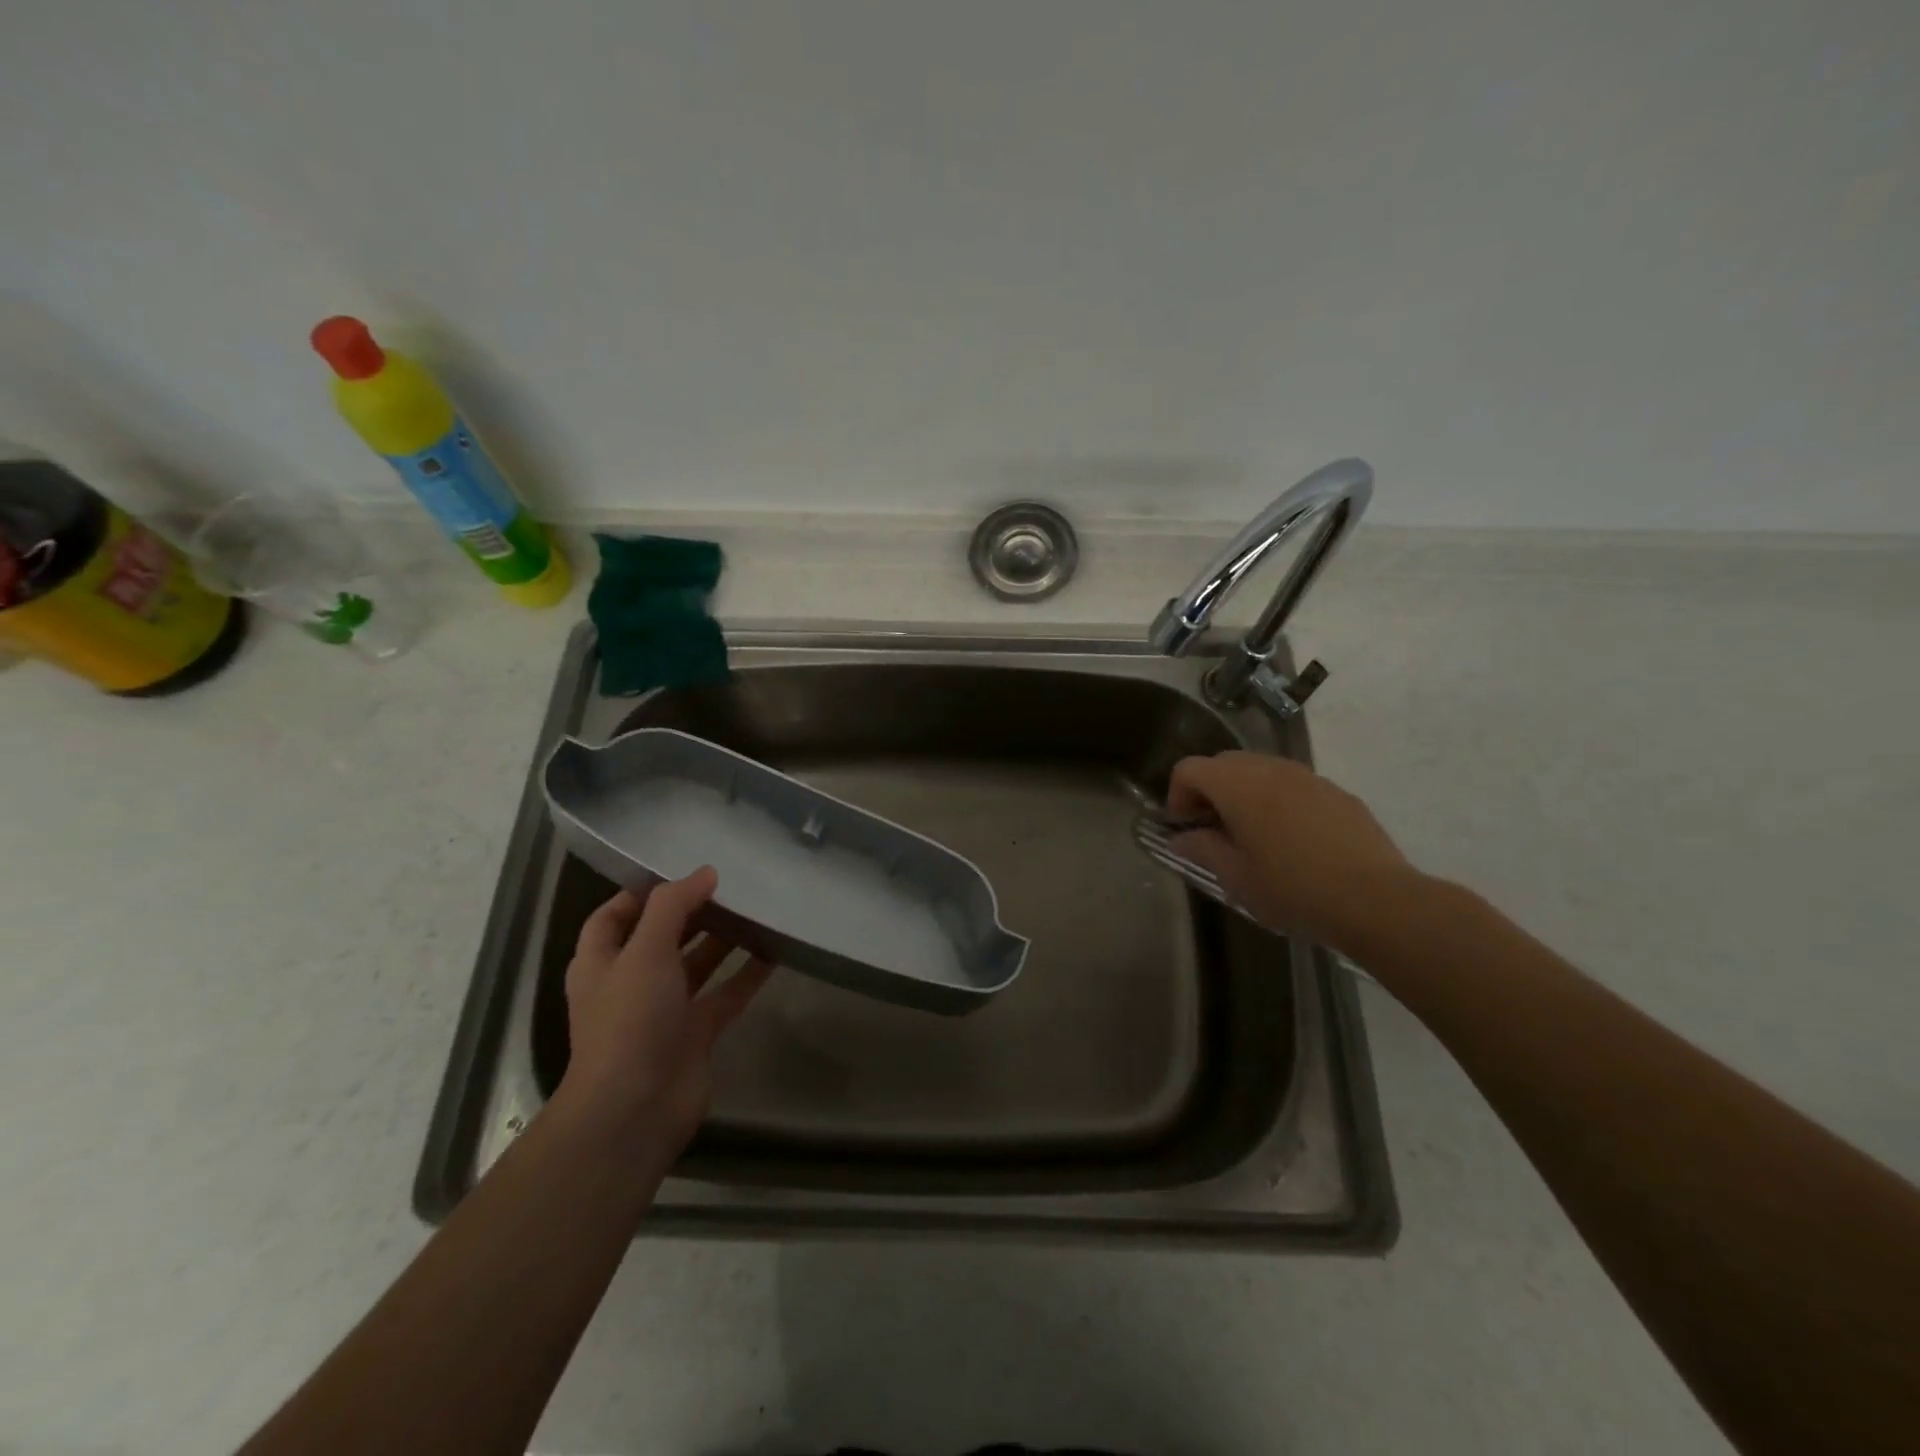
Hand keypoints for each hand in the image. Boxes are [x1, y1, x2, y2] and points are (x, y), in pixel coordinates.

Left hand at [559, 867, 774, 1154]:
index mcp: (602, 962)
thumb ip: (673, 906)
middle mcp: (631, 983)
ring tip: (755, 910)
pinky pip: (725, 994)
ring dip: (722, 940)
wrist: (634, 1109)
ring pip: (697, 965)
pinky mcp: (696, 1033)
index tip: (682, 872)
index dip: (641, 892)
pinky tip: (774, 951)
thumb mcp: (645, 951)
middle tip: (730, 886)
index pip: (613, 916)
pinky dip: (746, 974)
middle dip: (691, 913)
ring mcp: (665, 1010)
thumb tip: (705, 872)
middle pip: (661, 937)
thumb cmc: (629, 1020)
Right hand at [1167, 750, 1415, 949]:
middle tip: (1214, 832)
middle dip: (1210, 792)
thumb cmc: (1293, 890)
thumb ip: (1203, 850)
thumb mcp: (1236, 878)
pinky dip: (1279, 802)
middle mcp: (1270, 769)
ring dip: (1245, 795)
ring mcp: (1308, 777)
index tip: (1186, 830)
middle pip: (1224, 763)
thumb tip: (1182, 838)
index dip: (1177, 796)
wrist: (1376, 900)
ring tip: (1254, 838)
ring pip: (1261, 771)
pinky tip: (1294, 843)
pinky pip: (1294, 786)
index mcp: (1238, 786)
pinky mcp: (1337, 793)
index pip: (1189, 769)